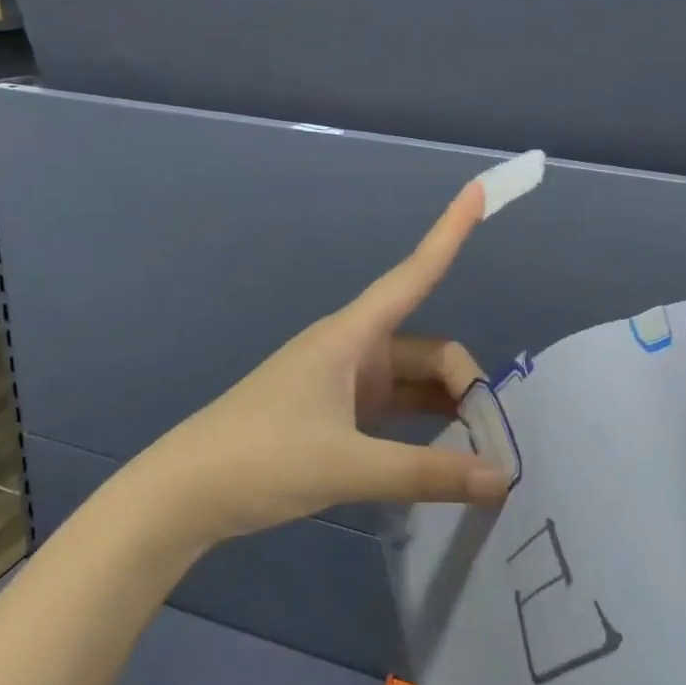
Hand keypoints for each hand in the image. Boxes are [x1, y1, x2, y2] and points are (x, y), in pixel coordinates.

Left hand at [140, 179, 509, 545]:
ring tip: (481, 452)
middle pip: (429, 348)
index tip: (478, 190)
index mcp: (352, 336)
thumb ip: (427, 472)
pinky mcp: (337, 413)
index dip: (449, 232)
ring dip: (446, 406)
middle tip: (491, 440)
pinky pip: (395, 407)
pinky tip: (445, 455)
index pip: (414, 274)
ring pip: (414, 380)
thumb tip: (500, 479)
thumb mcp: (348, 466)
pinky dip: (422, 425)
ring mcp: (345, 382)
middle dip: (464, 382)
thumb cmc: (261, 459)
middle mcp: (354, 349)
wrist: (185, 494)